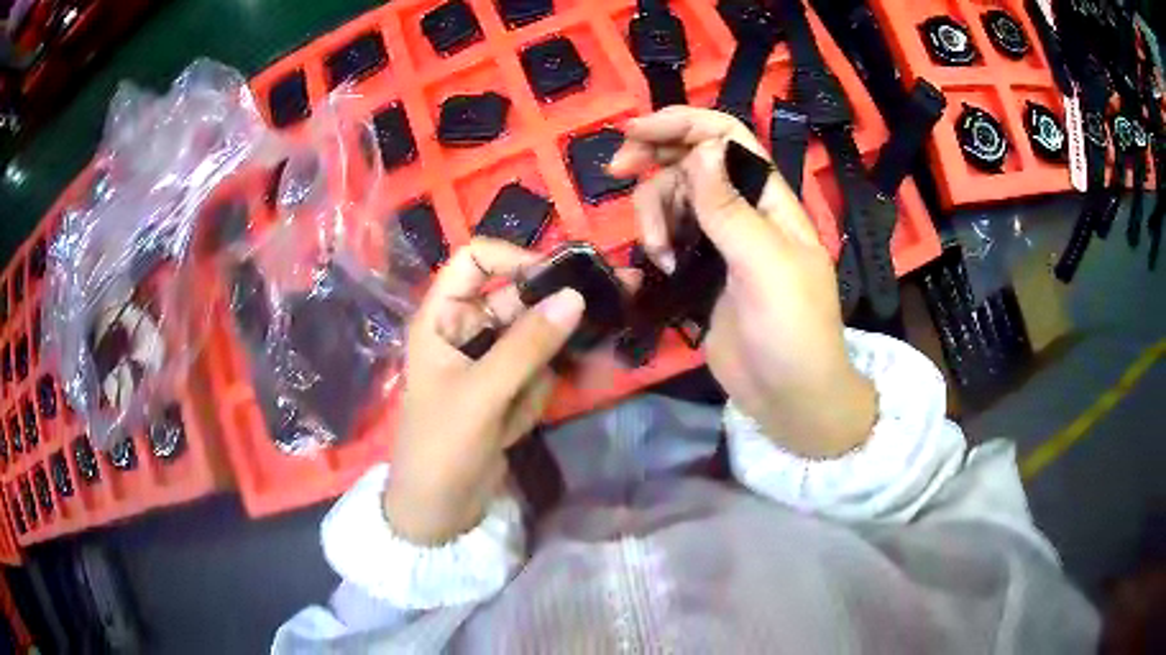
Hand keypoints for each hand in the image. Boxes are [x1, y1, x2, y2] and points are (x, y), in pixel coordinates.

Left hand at [384, 239, 584, 544]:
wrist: (438, 509)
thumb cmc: (443, 445)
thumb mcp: (482, 394)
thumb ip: (528, 345)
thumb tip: (575, 296)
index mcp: (442, 317)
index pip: (475, 260)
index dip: (514, 258)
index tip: (559, 277)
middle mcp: (466, 330)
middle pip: (516, 298)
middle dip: (550, 319)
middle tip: (604, 312)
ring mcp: (489, 361)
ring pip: (536, 338)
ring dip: (541, 370)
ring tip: (522, 407)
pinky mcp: (507, 388)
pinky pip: (538, 372)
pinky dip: (536, 396)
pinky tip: (514, 427)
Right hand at [609, 107, 875, 456]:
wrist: (790, 397)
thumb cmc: (792, 331)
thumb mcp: (765, 265)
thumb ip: (730, 207)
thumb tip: (702, 148)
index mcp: (769, 199)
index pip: (727, 138)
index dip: (683, 124)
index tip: (635, 131)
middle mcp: (745, 211)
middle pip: (692, 161)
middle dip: (654, 157)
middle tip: (616, 170)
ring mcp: (721, 241)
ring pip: (674, 198)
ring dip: (654, 214)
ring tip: (658, 252)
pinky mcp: (702, 271)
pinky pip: (669, 235)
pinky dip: (655, 240)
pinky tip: (658, 264)